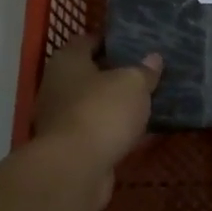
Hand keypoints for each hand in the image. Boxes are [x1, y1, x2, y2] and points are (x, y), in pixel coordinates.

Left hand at [33, 33, 161, 188]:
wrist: (75, 169)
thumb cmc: (101, 111)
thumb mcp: (133, 83)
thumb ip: (144, 70)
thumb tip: (153, 58)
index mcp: (67, 61)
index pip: (86, 40)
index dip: (110, 40)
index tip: (134, 43)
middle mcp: (58, 86)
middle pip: (90, 74)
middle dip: (116, 74)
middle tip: (147, 73)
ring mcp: (61, 119)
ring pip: (95, 105)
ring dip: (117, 106)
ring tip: (148, 102)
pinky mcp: (71, 148)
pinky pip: (99, 132)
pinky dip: (116, 131)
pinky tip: (142, 133)